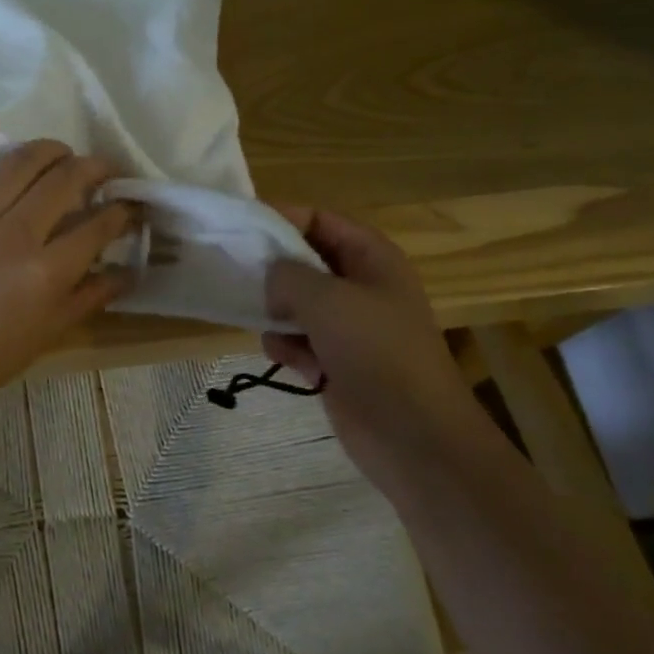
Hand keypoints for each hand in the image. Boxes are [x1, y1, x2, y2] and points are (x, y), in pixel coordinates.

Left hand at [0, 119, 135, 407]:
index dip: (123, 210)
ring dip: (48, 149)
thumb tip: (131, 271)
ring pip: (18, 164)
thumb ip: (93, 294)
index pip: (99, 224)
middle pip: (64, 181)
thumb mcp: (53, 329)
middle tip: (103, 171)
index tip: (130, 205)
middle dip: (94, 168)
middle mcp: (16, 234)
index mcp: (48, 269)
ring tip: (63, 152)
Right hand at [263, 209, 485, 481]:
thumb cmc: (375, 352)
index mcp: (371, 258)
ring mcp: (350, 327)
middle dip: (274, 271)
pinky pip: (299, 341)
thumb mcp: (326, 299)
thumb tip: (271, 277)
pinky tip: (294, 363)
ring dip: (278, 315)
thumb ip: (287, 274)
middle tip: (239, 277)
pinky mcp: (338, 362)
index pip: (320, 219)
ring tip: (274, 329)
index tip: (242, 230)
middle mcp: (361, 286)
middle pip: (304, 262)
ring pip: (296, 304)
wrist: (414, 434)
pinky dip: (290, 348)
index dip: (282, 219)